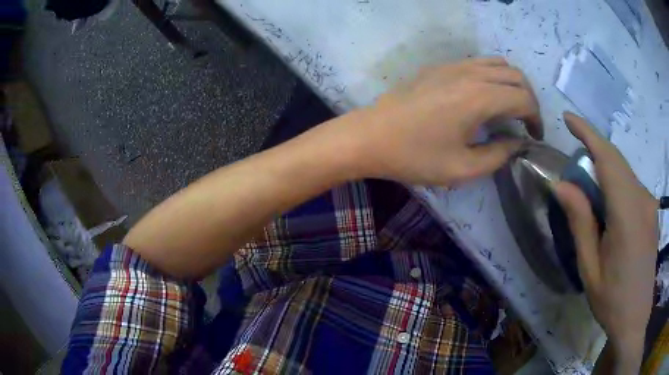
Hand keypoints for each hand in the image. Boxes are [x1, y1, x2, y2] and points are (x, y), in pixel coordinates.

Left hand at [334, 57, 542, 184]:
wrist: (370, 136)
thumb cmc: (414, 156)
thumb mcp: (462, 168)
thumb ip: (498, 155)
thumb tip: (517, 143)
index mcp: (480, 97)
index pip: (524, 98)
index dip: (536, 118)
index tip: (534, 137)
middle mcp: (470, 73)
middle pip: (515, 75)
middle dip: (529, 99)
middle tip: (527, 123)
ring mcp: (453, 65)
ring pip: (497, 63)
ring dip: (512, 84)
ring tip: (510, 108)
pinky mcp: (439, 66)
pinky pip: (478, 63)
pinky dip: (493, 76)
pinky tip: (485, 97)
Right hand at [554, 113, 657, 368]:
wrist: (636, 317)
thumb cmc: (612, 300)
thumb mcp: (590, 268)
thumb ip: (580, 223)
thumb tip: (562, 184)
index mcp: (627, 214)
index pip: (608, 159)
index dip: (588, 133)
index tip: (569, 118)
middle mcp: (642, 200)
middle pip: (617, 161)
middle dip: (594, 149)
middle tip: (574, 159)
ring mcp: (650, 205)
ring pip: (625, 172)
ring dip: (605, 168)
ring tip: (589, 188)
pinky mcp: (651, 212)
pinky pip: (632, 185)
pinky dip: (617, 182)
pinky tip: (609, 205)